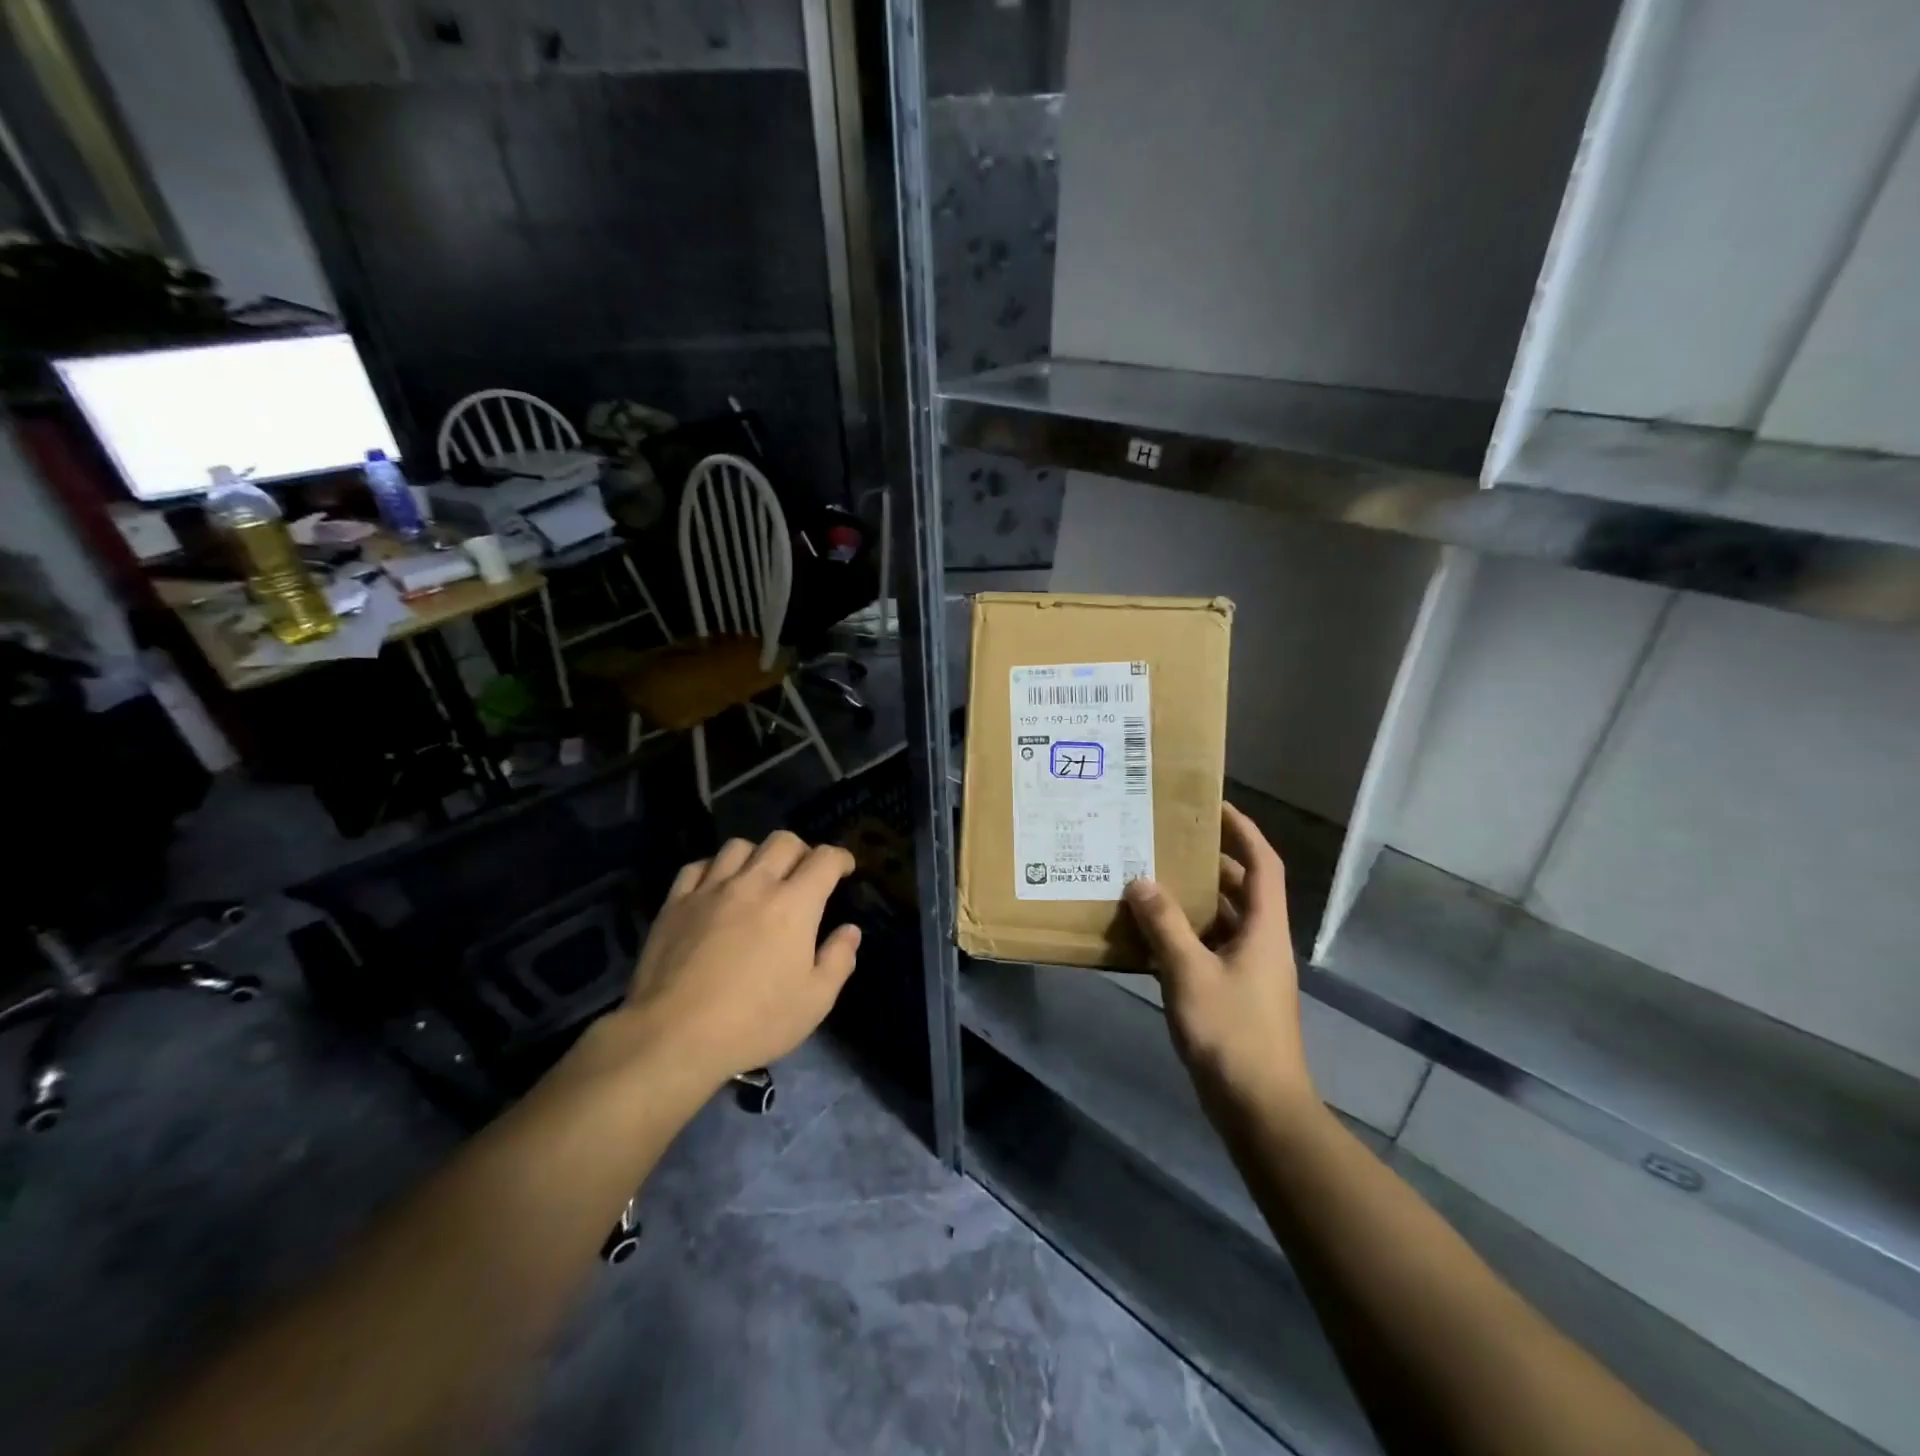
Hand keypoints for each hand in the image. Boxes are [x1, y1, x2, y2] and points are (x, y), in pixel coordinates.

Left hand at [616, 832, 860, 1084]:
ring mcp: (710, 890)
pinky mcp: (675, 903)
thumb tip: (850, 930)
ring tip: (759, 877)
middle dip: (802, 850)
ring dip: (757, 855)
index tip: (845, 869)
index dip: (840, 858)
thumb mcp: (814, 1001)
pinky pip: (697, 867)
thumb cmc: (754, 1022)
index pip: (824, 860)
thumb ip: (838, 960)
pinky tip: (716, 887)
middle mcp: (754, 884)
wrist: (673, 1036)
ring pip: (738, 846)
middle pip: (783, 842)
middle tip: (804, 873)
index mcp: (794, 904)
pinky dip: (714, 869)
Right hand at [1124, 804, 1316, 1117]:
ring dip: (1191, 900)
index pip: (1262, 864)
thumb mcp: (1190, 973)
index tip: (1214, 806)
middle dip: (1207, 863)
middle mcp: (1260, 942)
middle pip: (1240, 889)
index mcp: (1263, 929)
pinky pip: (1207, 948)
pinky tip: (1148, 935)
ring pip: (1221, 920)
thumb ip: (1164, 925)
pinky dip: (1183, 935)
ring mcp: (1248, 971)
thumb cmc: (1231, 1033)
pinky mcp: (1231, 994)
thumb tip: (1140, 882)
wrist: (1259, 1109)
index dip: (1243, 831)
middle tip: (1166, 843)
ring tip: (1149, 880)